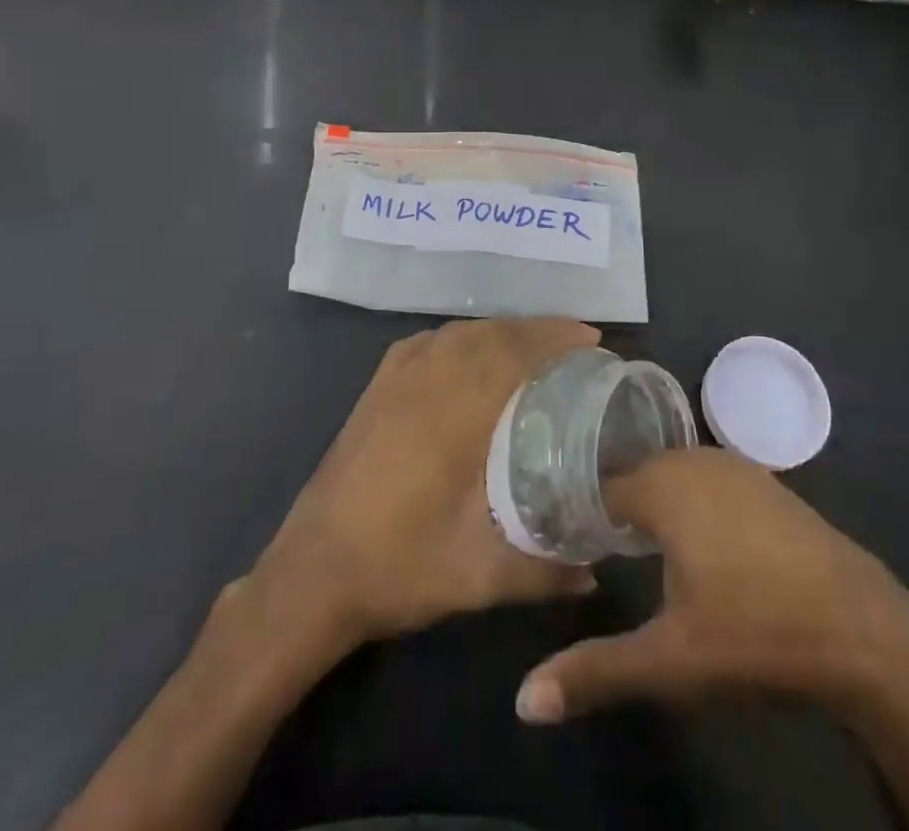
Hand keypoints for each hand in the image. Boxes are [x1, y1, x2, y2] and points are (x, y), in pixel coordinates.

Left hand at [250, 317, 600, 650]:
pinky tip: (473, 349)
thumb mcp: (478, 578)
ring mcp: (396, 379)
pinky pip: (428, 341)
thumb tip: (596, 571)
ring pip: (460, 332)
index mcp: (455, 413)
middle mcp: (426, 381)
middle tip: (578, 341)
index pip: (514, 353)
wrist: (312, 575)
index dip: (556, 339)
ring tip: (536, 342)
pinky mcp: (377, 387)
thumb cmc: (398, 568)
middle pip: (491, 334)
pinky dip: (462, 335)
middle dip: (538, 329)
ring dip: (502, 329)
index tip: (593, 343)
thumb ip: (543, 572)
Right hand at [516, 448, 908, 722]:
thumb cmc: (756, 634)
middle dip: (613, 508)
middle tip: (592, 548)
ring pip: (674, 477)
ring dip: (653, 506)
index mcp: (664, 485)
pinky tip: (696, 545)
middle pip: (636, 476)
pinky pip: (708, 483)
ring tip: (633, 548)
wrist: (866, 632)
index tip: (563, 542)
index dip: (579, 513)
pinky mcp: (768, 484)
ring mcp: (737, 467)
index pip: (600, 486)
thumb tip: (524, 700)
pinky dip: (690, 504)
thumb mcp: (670, 661)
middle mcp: (696, 460)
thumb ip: (595, 670)